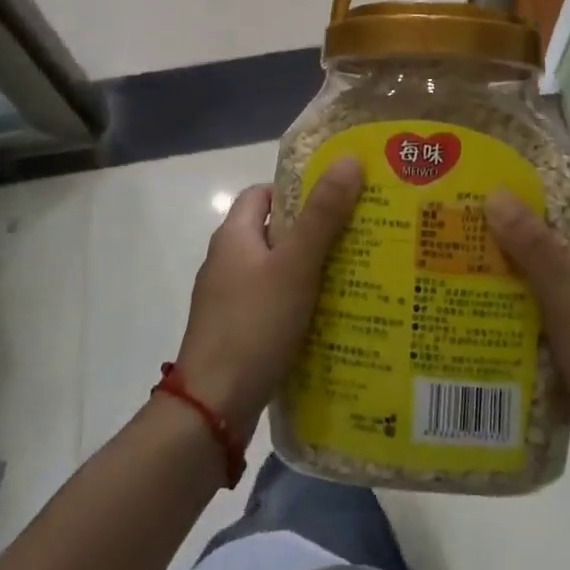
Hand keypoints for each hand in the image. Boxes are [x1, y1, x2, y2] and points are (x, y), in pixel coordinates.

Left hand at [173, 157, 363, 437]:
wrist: (211, 410)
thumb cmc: (253, 325)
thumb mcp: (295, 265)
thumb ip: (323, 214)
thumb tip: (349, 160)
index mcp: (234, 236)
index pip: (263, 193)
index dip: (297, 189)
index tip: (336, 197)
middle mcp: (226, 262)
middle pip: (273, 231)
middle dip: (312, 231)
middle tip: (357, 235)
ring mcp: (227, 300)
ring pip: (275, 271)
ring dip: (308, 270)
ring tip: (353, 275)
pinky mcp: (236, 333)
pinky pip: (272, 304)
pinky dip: (298, 303)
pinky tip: (328, 317)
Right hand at [486, 175, 569, 448]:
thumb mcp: (569, 298)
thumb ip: (534, 247)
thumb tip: (497, 193)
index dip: (562, 178)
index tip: (518, 167)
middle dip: (535, 221)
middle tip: (486, 211)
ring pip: (567, 271)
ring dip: (532, 261)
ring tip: (484, 253)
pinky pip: (564, 303)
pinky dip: (537, 296)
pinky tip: (502, 304)